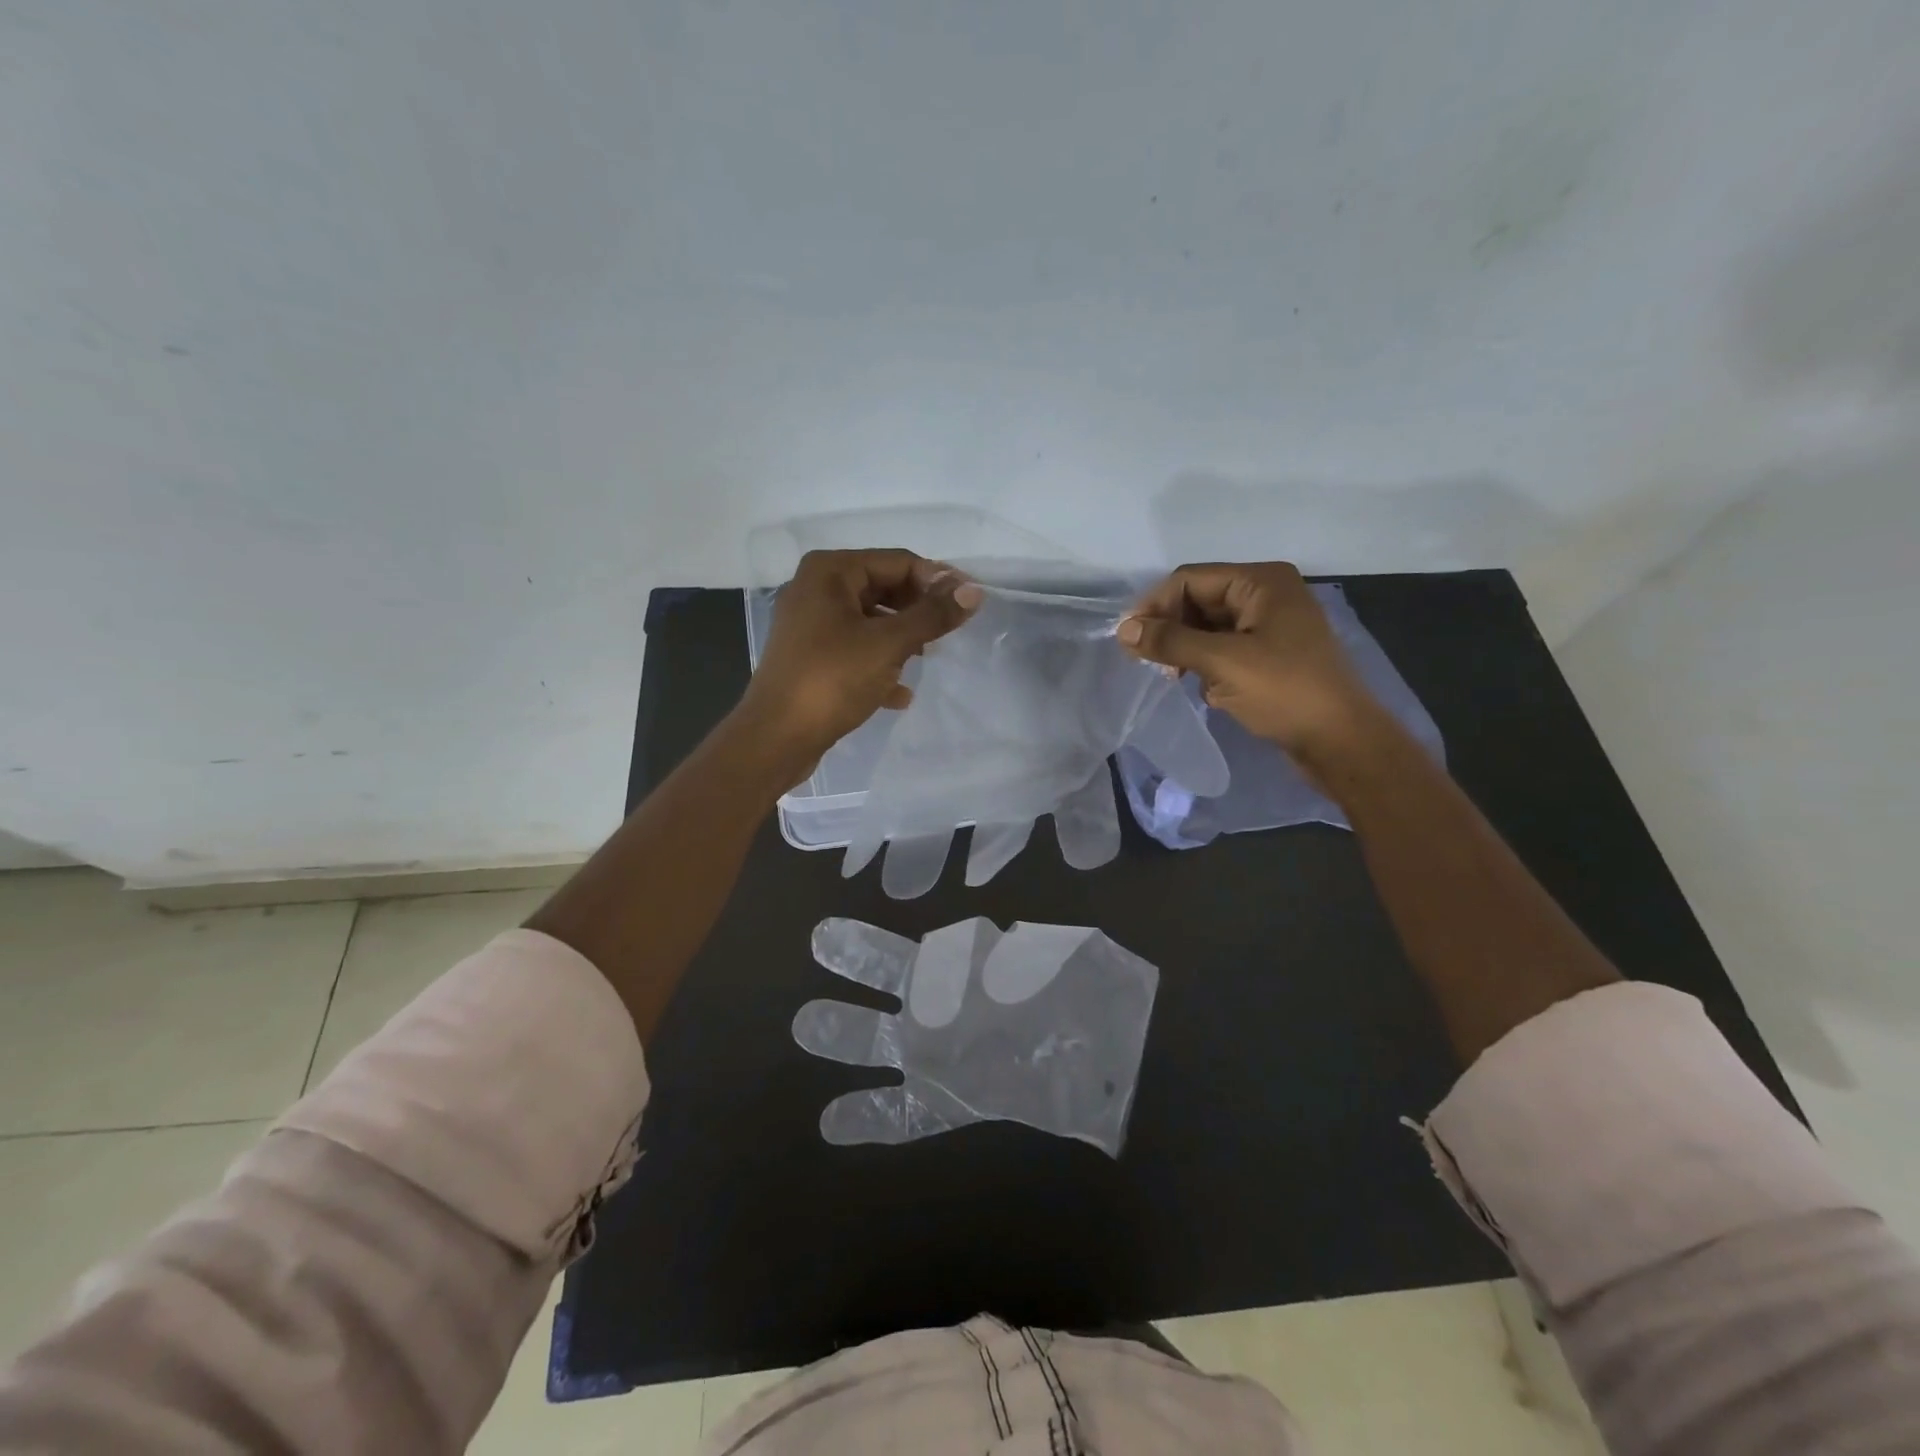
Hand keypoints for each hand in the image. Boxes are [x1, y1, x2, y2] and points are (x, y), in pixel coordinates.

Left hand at [737, 548, 980, 766]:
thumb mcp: (889, 644)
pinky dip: (878, 664)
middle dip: (916, 612)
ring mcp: (810, 624)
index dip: (936, 582)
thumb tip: (973, 591)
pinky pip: (854, 649)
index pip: (898, 561)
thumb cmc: (832, 680)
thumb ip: (933, 615)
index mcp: (830, 571)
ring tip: (923, 662)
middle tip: (945, 637)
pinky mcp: (810, 657)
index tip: (966, 608)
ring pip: (870, 621)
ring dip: (900, 640)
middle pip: (883, 589)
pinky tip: (899, 694)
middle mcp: (816, 588)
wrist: (776, 738)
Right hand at [1116, 562, 1378, 762]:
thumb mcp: (1222, 663)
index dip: (1155, 605)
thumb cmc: (1284, 692)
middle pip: (1199, 600)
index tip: (1129, 640)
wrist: (1340, 741)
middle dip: (1171, 628)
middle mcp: (1267, 595)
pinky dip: (1207, 663)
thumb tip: (1123, 630)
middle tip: (1149, 662)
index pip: (1190, 579)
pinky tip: (1205, 688)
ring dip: (1187, 649)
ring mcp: (1271, 626)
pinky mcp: (1271, 655)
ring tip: (1174, 677)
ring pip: (1209, 627)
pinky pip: (1225, 648)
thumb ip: (1170, 642)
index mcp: (1261, 582)